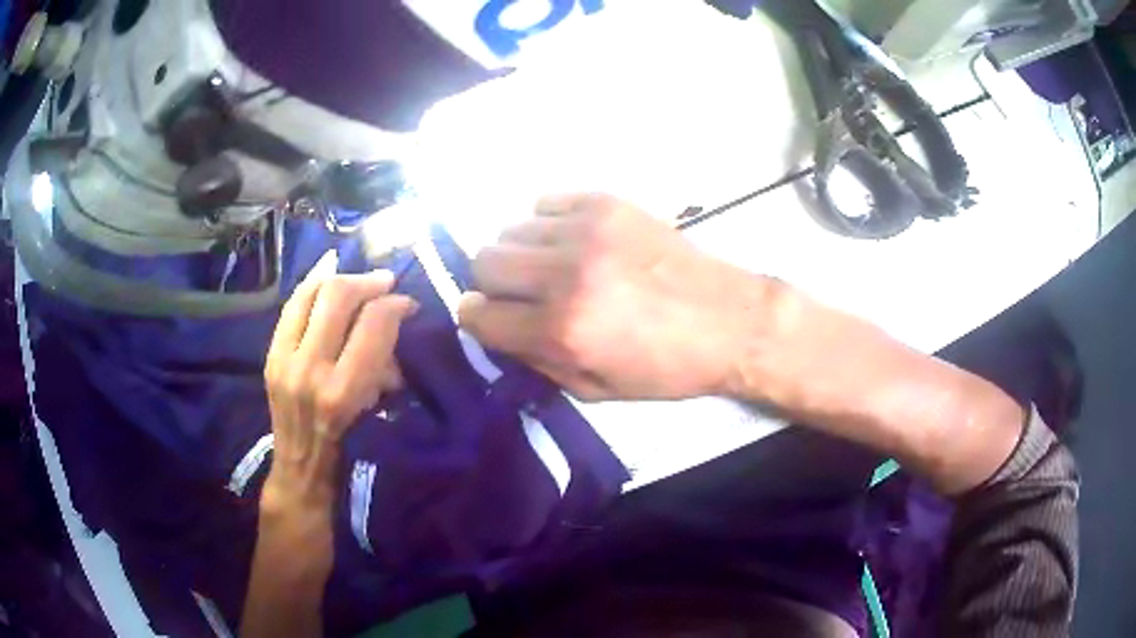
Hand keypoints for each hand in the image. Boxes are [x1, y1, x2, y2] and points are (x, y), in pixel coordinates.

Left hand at [262, 251, 416, 515]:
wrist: (300, 469)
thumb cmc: (349, 450)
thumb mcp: (376, 412)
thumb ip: (382, 367)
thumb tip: (392, 325)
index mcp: (342, 391)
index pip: (372, 324)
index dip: (395, 304)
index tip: (408, 305)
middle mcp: (309, 369)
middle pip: (338, 296)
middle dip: (368, 282)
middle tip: (385, 284)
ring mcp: (283, 358)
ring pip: (311, 292)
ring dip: (340, 279)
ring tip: (358, 282)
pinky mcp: (270, 354)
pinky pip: (292, 305)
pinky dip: (314, 288)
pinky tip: (329, 284)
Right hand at [458, 193, 776, 400]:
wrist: (728, 320)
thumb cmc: (665, 367)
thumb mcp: (595, 389)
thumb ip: (535, 360)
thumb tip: (496, 329)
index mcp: (561, 329)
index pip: (477, 314)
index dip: (478, 319)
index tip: (492, 318)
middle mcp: (564, 274)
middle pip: (484, 262)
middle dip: (494, 284)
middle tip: (524, 294)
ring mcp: (585, 231)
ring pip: (510, 230)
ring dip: (522, 254)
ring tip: (555, 267)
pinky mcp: (606, 203)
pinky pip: (545, 202)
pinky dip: (548, 223)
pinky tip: (575, 240)